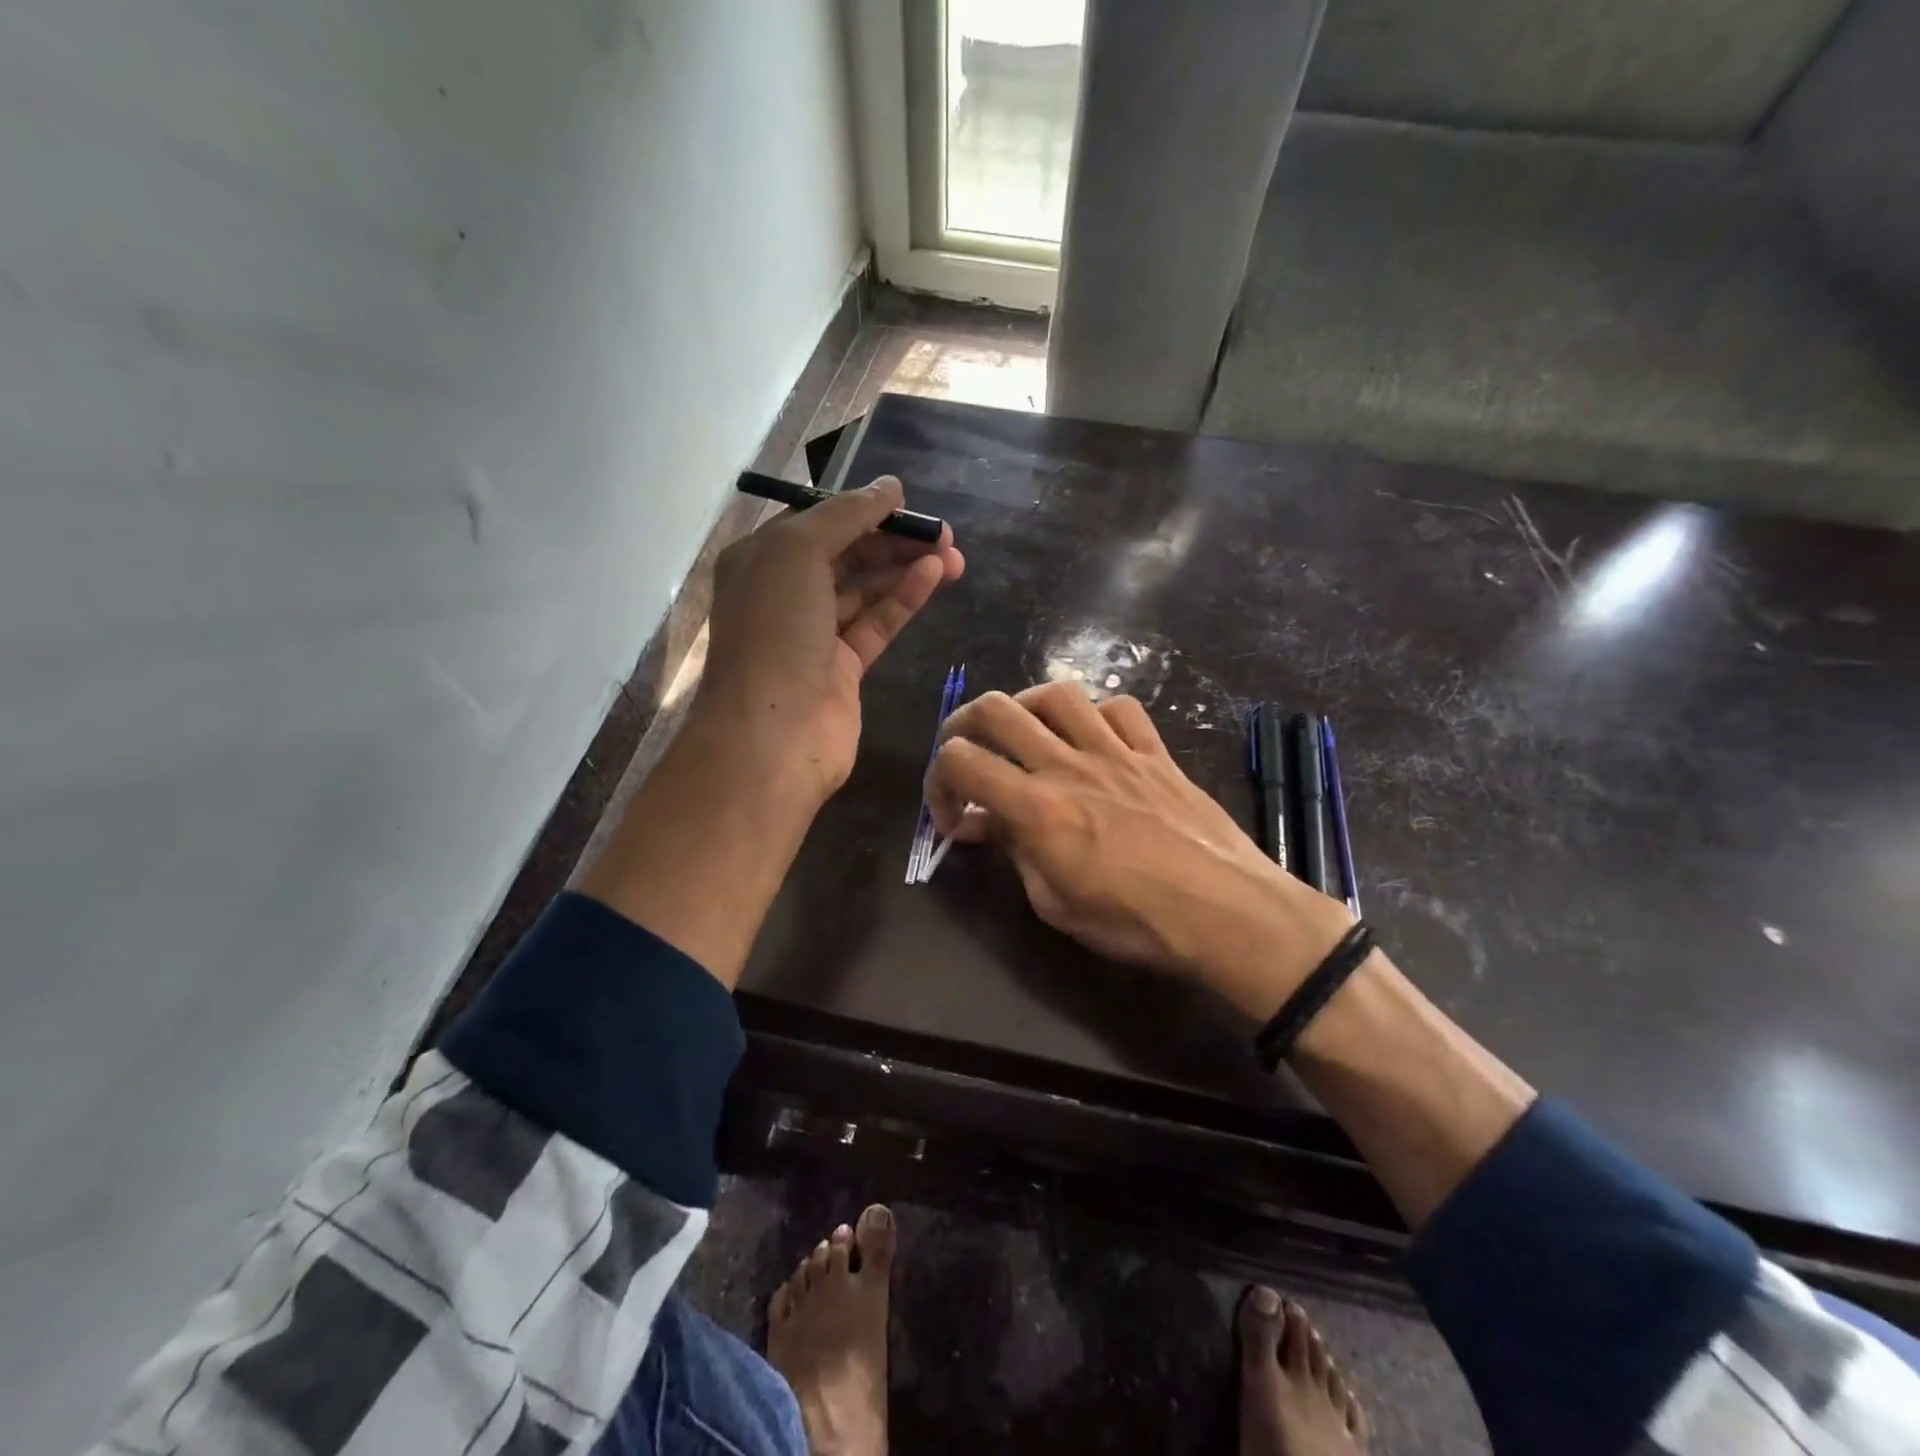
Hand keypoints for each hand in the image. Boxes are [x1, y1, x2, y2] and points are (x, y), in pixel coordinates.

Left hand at [697, 476, 964, 806]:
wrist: (772, 735)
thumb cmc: (774, 633)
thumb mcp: (798, 552)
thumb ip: (846, 515)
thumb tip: (890, 488)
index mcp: (760, 560)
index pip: (816, 522)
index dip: (861, 509)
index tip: (906, 502)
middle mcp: (784, 594)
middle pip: (846, 554)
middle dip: (892, 540)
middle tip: (943, 532)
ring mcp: (814, 634)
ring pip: (866, 589)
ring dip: (906, 567)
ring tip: (953, 554)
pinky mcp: (843, 668)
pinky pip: (877, 623)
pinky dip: (904, 599)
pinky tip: (935, 576)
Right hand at [926, 683, 1352, 1018]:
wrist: (1229, 912)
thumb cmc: (1137, 922)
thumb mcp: (1056, 904)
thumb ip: (1013, 851)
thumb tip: (977, 823)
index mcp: (1038, 807)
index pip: (961, 760)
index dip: (938, 782)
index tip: (951, 817)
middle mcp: (1070, 764)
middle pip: (996, 709)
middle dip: (962, 726)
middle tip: (965, 756)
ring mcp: (1116, 751)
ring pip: (1055, 693)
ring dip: (1024, 708)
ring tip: (1022, 736)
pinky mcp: (1154, 752)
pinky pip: (1118, 708)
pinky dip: (1093, 714)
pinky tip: (1089, 739)